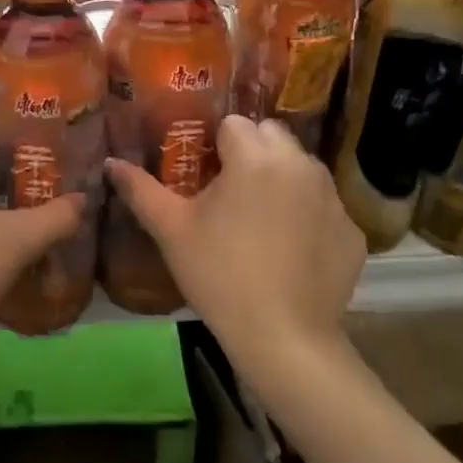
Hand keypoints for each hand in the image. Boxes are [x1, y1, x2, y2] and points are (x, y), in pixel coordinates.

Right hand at [106, 115, 363, 357]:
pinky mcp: (352, 230)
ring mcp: (332, 198)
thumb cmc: (219, 275)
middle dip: (252, 152)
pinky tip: (291, 250)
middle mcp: (300, 165)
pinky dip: (307, 215)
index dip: (215, 145)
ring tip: (260, 220)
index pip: (234, 124)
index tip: (205, 174)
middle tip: (230, 193)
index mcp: (255, 157)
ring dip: (281, 178)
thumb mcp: (171, 230)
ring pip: (302, 167)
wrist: (283, 338)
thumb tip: (110, 162)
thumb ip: (139, 189)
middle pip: (273, 135)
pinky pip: (324, 205)